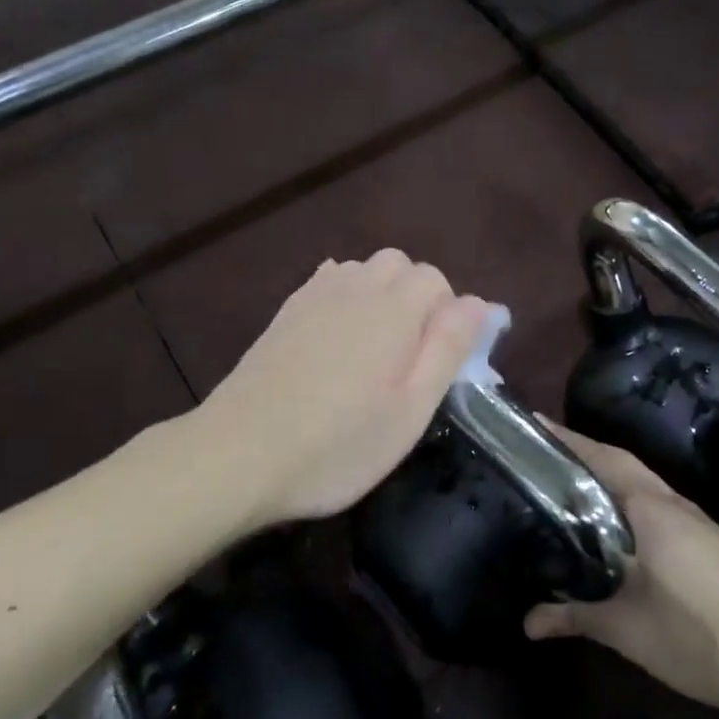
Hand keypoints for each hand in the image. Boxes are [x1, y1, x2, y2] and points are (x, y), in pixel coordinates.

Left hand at [196, 250, 495, 528]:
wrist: (240, 453)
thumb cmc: (338, 444)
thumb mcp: (410, 410)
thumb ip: (447, 349)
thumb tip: (478, 303)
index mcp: (393, 310)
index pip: (437, 280)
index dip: (448, 315)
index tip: (438, 360)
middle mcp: (355, 288)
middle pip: (400, 265)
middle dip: (416, 297)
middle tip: (409, 355)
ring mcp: (314, 296)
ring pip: (363, 269)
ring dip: (380, 294)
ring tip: (374, 347)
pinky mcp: (285, 311)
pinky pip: (328, 281)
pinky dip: (346, 296)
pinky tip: (338, 337)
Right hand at [525, 423, 718, 712]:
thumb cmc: (692, 632)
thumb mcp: (625, 627)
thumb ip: (575, 616)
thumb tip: (527, 623)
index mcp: (650, 509)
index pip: (603, 459)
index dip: (568, 440)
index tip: (534, 422)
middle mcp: (672, 503)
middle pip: (623, 463)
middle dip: (586, 451)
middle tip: (545, 450)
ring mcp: (694, 521)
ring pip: (643, 483)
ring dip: (610, 473)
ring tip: (572, 480)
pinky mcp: (707, 542)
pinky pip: (657, 503)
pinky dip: (629, 498)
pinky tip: (616, 522)